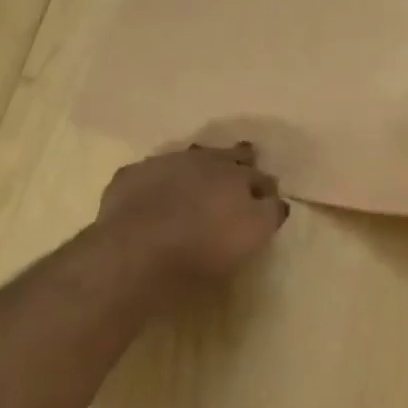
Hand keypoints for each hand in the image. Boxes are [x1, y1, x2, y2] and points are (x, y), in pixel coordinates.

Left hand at [95, 142, 288, 285]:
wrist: (136, 249)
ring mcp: (165, 163)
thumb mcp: (250, 237)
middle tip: (242, 166)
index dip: (265, 187)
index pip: (260, 177)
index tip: (267, 196)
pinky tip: (155, 192)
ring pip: (190, 156)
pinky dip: (159, 179)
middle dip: (239, 160)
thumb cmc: (201, 251)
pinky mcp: (132, 175)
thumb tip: (275, 201)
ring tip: (200, 176)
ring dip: (199, 164)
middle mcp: (204, 161)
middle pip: (228, 155)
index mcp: (237, 176)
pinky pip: (152, 171)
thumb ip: (268, 214)